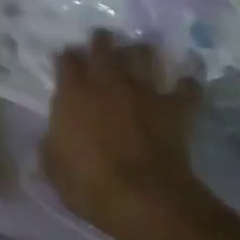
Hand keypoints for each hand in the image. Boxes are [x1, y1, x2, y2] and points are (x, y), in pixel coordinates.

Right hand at [44, 32, 202, 231]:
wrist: (142, 197)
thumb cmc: (88, 183)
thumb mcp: (53, 167)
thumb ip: (52, 144)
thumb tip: (53, 137)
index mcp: (73, 93)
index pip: (67, 60)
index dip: (67, 58)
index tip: (67, 62)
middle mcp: (108, 81)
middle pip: (104, 45)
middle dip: (102, 42)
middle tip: (103, 45)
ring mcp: (145, 91)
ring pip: (144, 55)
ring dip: (141, 53)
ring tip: (140, 56)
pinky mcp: (175, 106)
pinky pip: (187, 87)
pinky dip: (186, 84)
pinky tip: (185, 85)